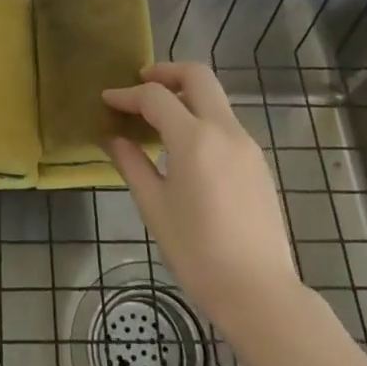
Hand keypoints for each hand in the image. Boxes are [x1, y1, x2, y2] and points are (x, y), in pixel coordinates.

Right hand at [104, 63, 313, 347]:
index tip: (107, 99)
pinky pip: (225, 124)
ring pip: (215, 98)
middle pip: (197, 76)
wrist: (259, 293)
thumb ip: (132, 164)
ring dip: (185, 95)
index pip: (156, 97)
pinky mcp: (258, 163)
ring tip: (157, 118)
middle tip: (140, 85)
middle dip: (165, 72)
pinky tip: (184, 146)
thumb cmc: (197, 253)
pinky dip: (201, 118)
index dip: (127, 94)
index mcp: (195, 139)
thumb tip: (113, 138)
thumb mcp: (155, 207)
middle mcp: (225, 131)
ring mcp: (247, 145)